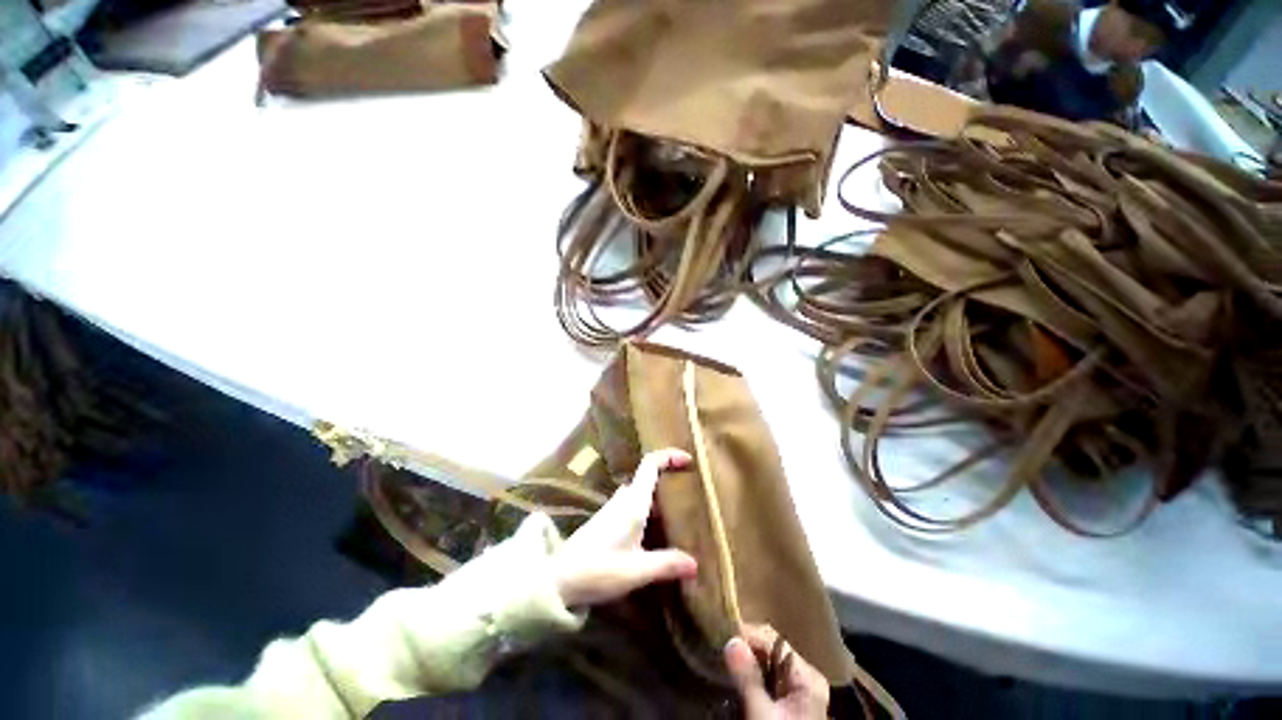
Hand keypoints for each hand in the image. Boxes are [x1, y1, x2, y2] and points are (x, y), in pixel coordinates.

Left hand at [553, 448, 697, 607]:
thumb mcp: (638, 571)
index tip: (688, 461)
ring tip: (675, 521)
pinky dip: (643, 520)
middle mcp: (618, 507)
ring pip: (634, 501)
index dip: (668, 458)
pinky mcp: (599, 533)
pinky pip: (627, 516)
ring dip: (653, 504)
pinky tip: (652, 542)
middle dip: (664, 485)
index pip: (649, 467)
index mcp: (630, 507)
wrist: (555, 583)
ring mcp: (606, 519)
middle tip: (688, 498)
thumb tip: (695, 564)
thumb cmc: (596, 571)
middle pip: (643, 484)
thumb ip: (668, 564)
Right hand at [725, 625, 829, 718]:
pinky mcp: (787, 707)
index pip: (778, 643)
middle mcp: (807, 680)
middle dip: (747, 648)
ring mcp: (797, 694)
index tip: (721, 630)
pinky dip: (750, 678)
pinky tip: (731, 677)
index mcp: (809, 676)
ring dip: (747, 663)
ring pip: (769, 669)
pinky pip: (767, 684)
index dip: (751, 634)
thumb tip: (732, 641)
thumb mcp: (762, 711)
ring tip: (717, 655)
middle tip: (714, 643)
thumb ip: (749, 680)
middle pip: (774, 655)